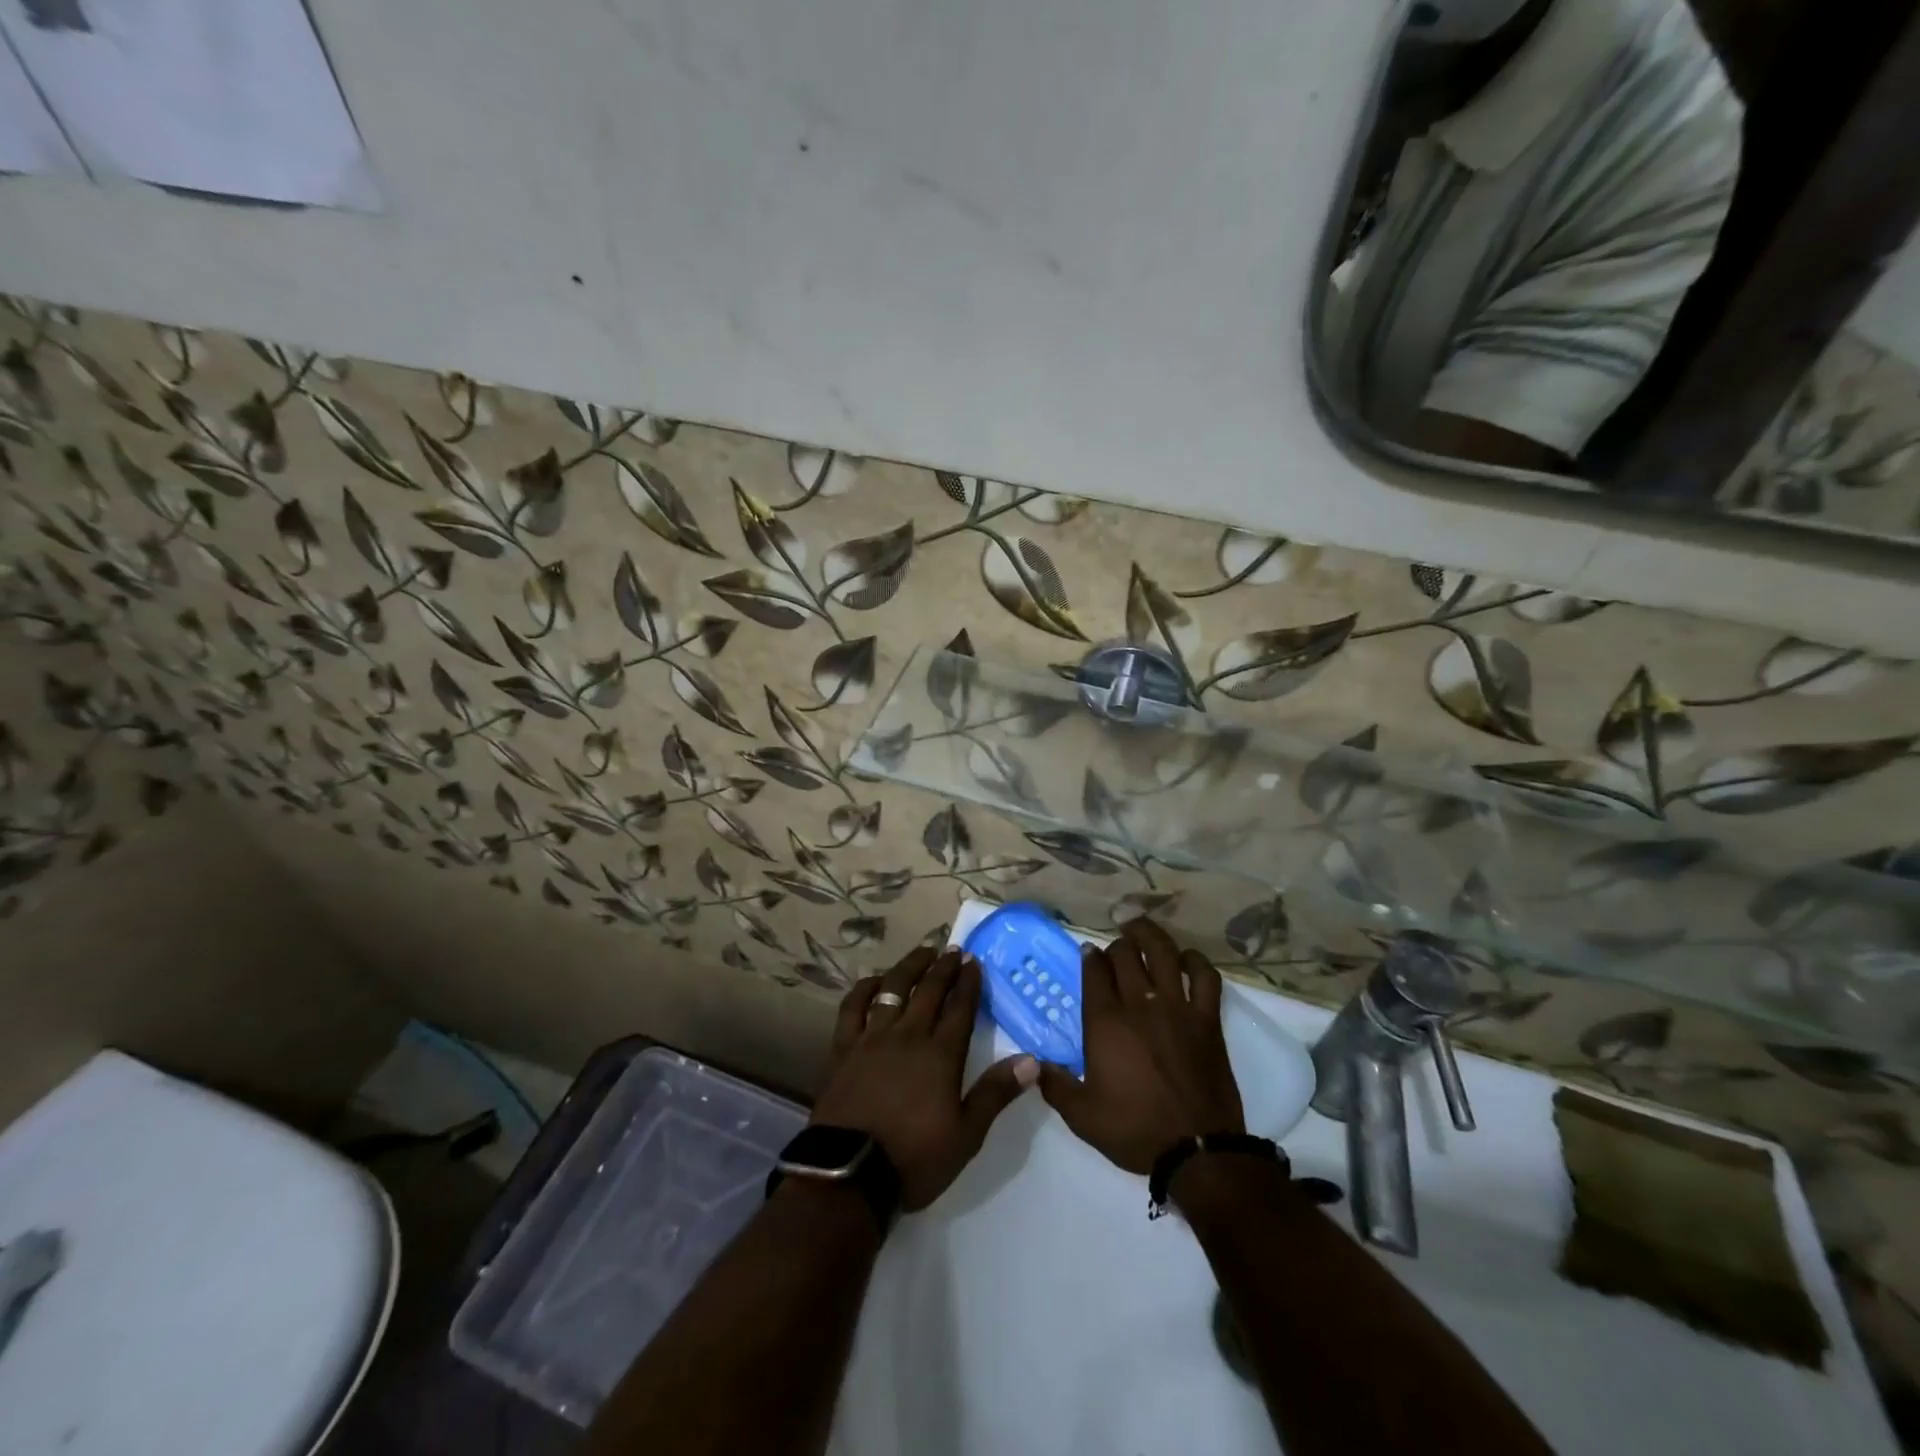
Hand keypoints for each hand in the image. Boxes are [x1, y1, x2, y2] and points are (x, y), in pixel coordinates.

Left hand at [812, 946, 1039, 1210]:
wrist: (849, 1174)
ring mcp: (872, 1038)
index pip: (960, 1009)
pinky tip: (874, 980)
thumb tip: (1031, 1060)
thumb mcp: (966, 1135)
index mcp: (940, 1055)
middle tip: (953, 950)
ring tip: (922, 953)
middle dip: (944, 968)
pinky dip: (864, 988)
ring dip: (909, 967)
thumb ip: (996, 1093)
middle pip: (928, 991)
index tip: (974, 961)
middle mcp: (908, 1036)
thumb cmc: (914, 1158)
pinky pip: (853, 1007)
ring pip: (892, 990)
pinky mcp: (843, 1048)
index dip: (968, 983)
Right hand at [1039, 918, 1244, 1173]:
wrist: (1197, 1150)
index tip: (1088, 954)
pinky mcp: (1207, 1019)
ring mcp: (1177, 1007)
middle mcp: (1140, 1003)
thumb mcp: (1082, 1116)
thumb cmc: (1135, 1130)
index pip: (1094, 970)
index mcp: (1105, 1022)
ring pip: (1163, 952)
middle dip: (1117, 945)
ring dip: (1150, 935)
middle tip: (1115, 952)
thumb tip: (1035, 1063)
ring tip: (1141, 930)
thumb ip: (1054, 1085)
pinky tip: (1186, 960)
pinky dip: (1196, 961)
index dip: (1089, 956)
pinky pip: (1205, 976)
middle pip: (1126, 954)